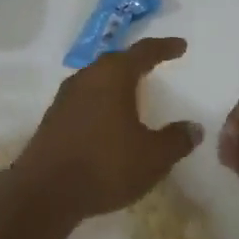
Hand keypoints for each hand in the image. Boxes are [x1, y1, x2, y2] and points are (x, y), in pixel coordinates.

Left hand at [11, 38, 202, 222]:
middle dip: (137, 62)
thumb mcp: (152, 157)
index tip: (180, 46)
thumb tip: (193, 127)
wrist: (45, 192)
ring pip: (97, 79)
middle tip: (155, 64)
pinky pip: (84, 99)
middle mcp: (87, 77)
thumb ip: (176, 140)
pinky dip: (101, 101)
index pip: (143, 52)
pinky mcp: (53, 118)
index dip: (164, 48)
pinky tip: (107, 118)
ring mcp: (65, 97)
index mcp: (113, 76)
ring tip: (132, 90)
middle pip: (116, 61)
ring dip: (116, 82)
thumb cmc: (105, 165)